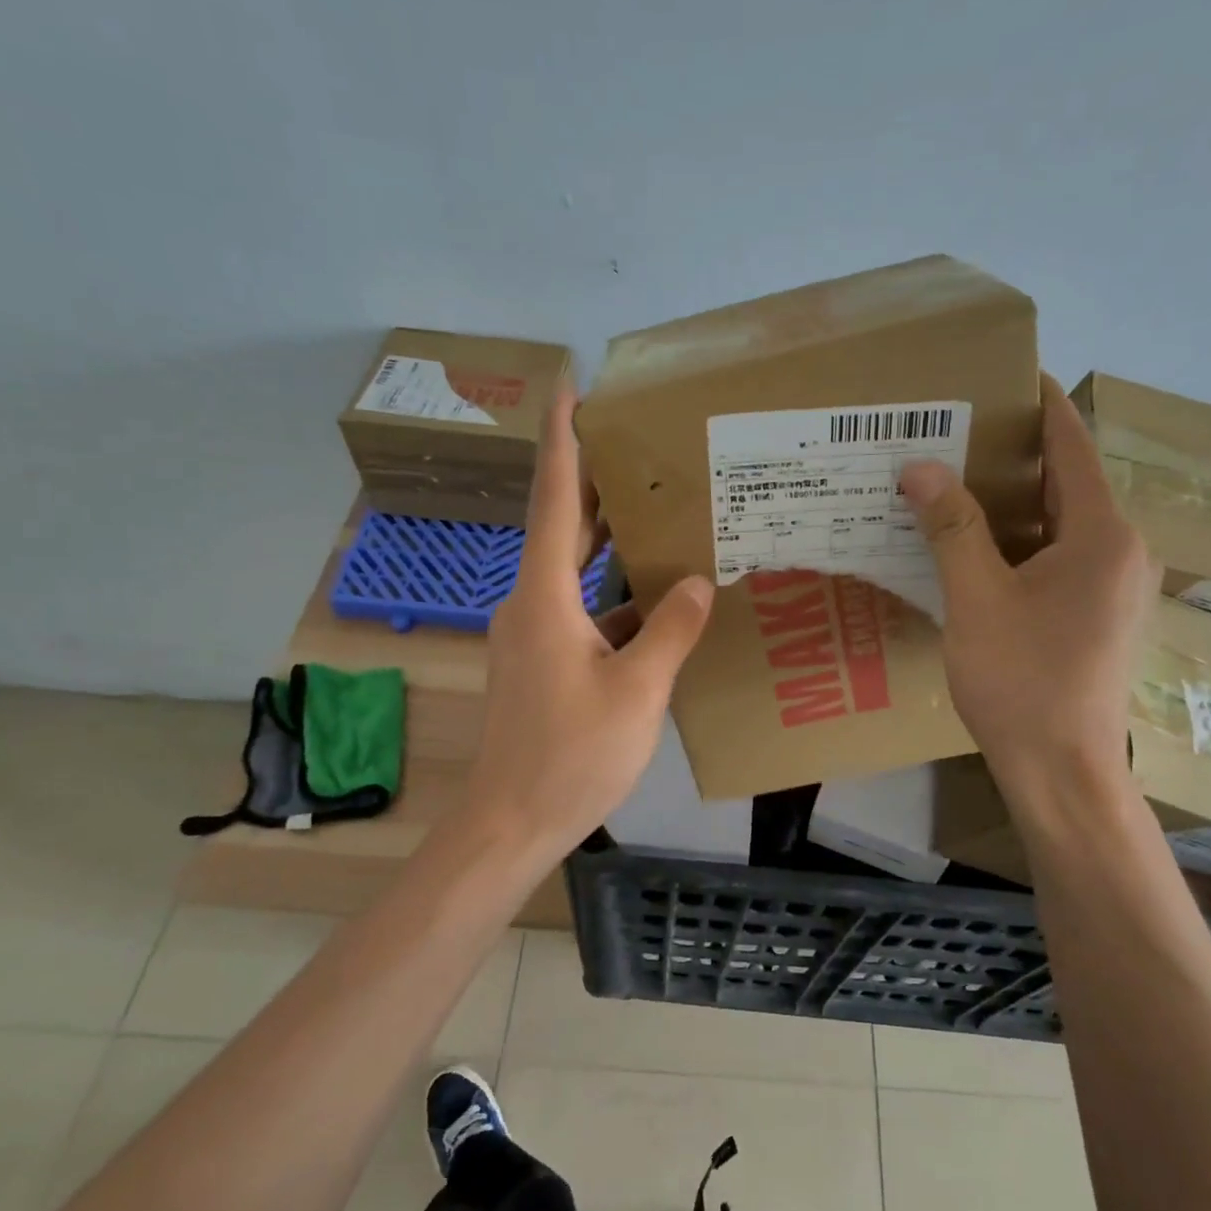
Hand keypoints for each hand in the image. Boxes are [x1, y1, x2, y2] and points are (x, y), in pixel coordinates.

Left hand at [464, 390, 713, 861]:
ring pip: (575, 574)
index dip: (561, 441)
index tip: (568, 388)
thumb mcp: (636, 691)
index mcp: (545, 598)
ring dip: (610, 545)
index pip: (553, 500)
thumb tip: (699, 581)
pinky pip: (583, 613)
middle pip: (563, 529)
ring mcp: (534, 637)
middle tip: (635, 440)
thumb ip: (671, 630)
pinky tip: (659, 603)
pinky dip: (616, 600)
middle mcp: (531, 605)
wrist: (512, 822)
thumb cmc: (571, 756)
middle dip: (594, 483)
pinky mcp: (543, 664)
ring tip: (659, 511)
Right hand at [901, 375, 1159, 791]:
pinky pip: (1059, 557)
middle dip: (1014, 454)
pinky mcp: (1097, 615)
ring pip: (1060, 523)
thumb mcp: (977, 599)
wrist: (1060, 770)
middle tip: (954, 432)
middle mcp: (1121, 550)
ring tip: (953, 481)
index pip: (1072, 446)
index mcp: (1102, 534)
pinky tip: (973, 546)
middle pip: (1066, 482)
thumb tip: (919, 466)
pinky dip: (1019, 541)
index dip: (1040, 405)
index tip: (1004, 374)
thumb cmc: (1021, 680)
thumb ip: (951, 527)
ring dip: (1012, 501)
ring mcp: (1113, 586)